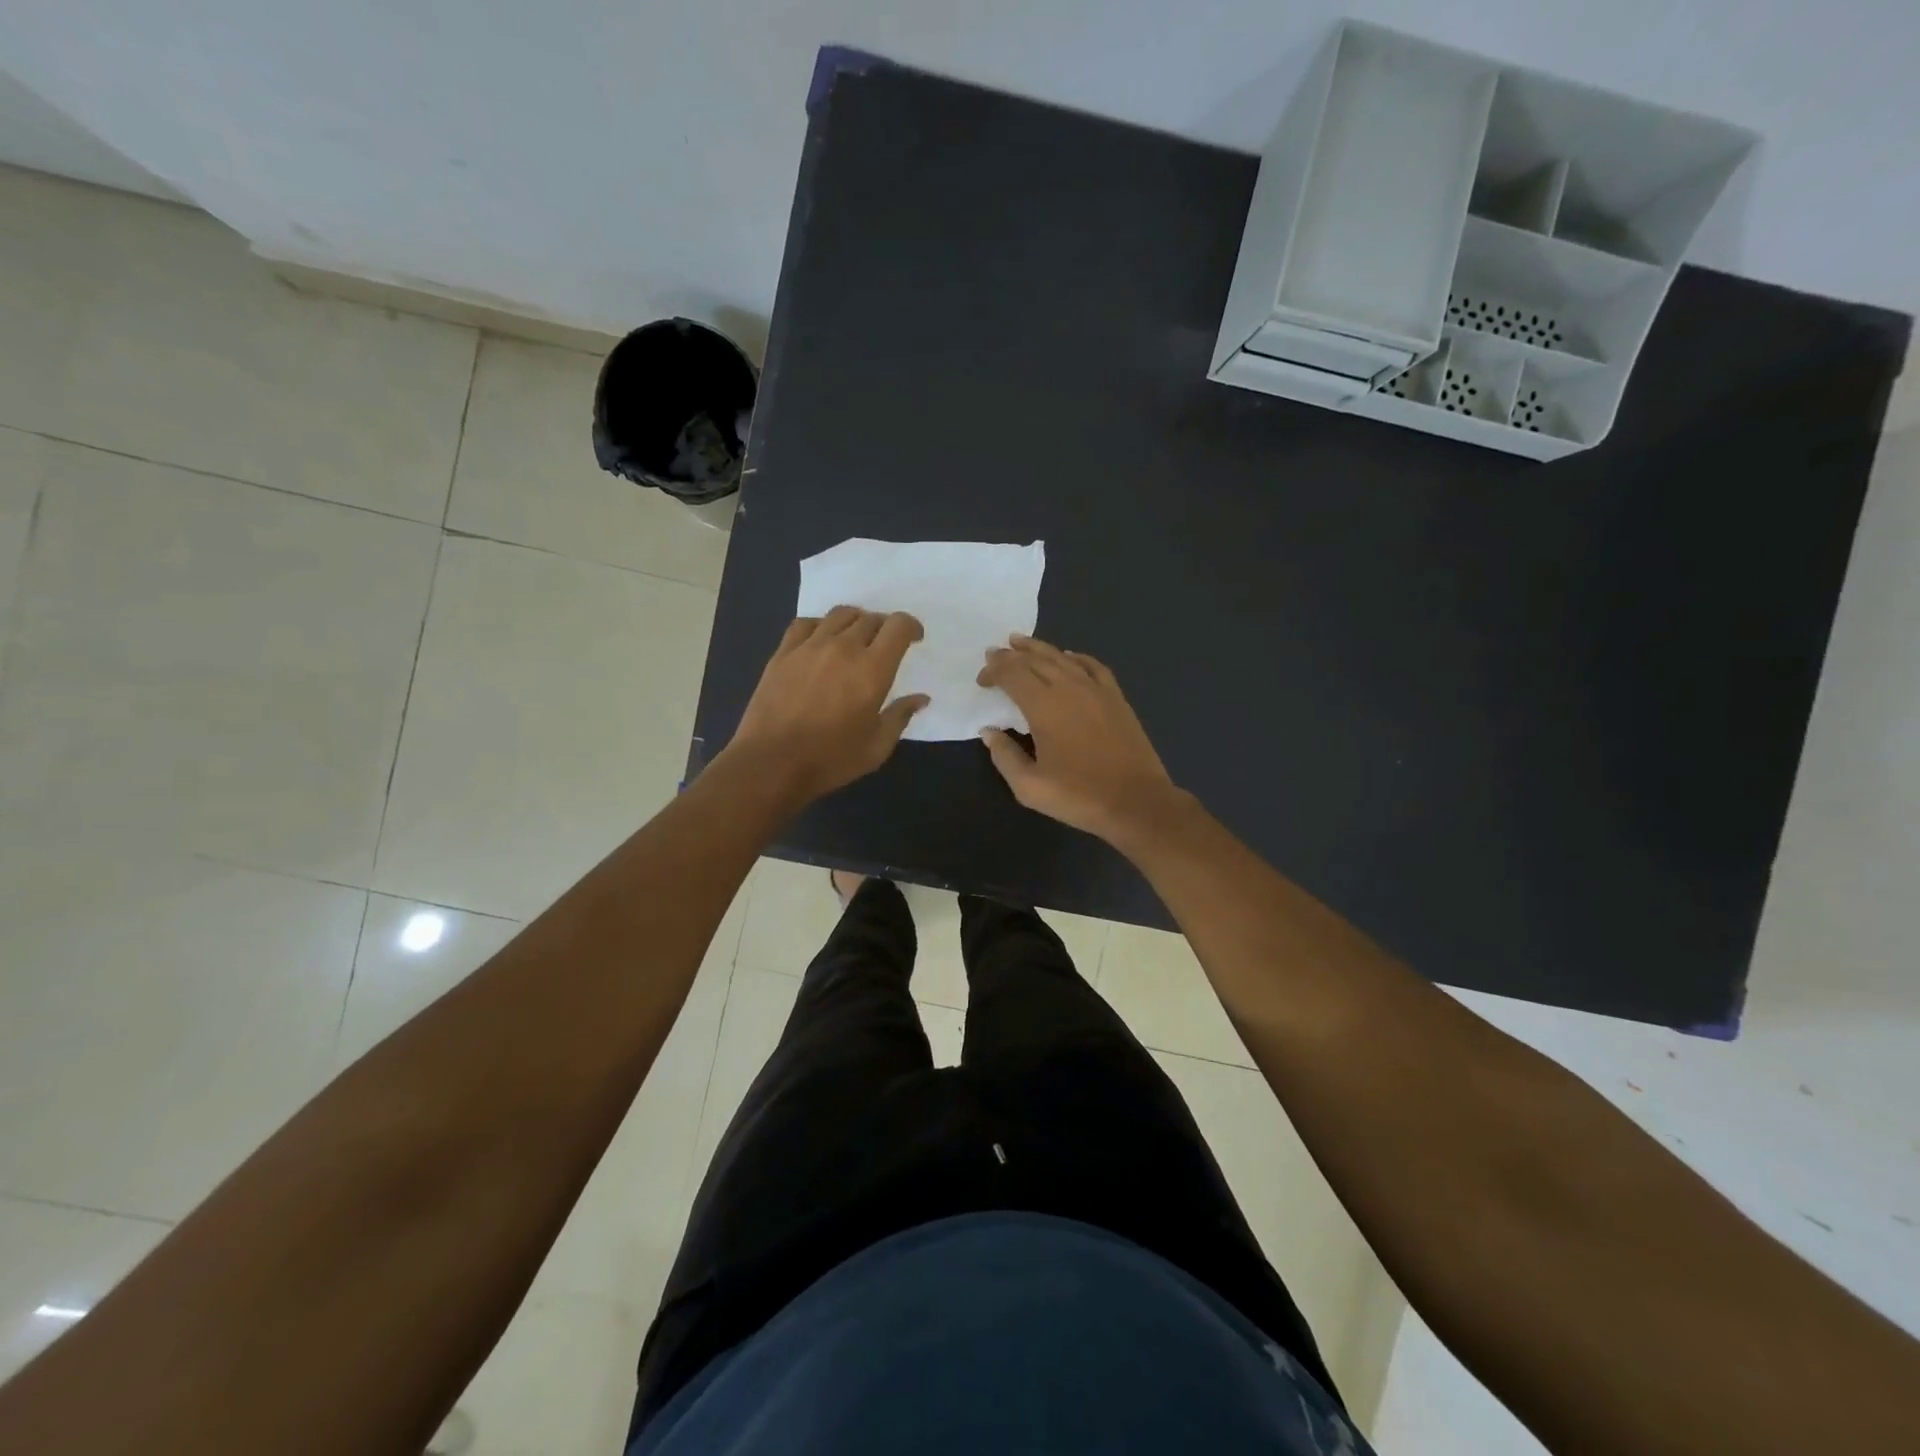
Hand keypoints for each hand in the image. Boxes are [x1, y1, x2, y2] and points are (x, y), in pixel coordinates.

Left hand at [725, 606, 928, 801]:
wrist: (771, 763)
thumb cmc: (830, 759)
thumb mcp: (876, 747)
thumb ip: (900, 717)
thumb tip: (920, 698)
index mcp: (872, 669)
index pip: (898, 626)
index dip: (911, 626)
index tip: (914, 639)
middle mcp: (843, 648)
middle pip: (871, 619)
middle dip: (884, 628)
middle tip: (885, 647)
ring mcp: (810, 647)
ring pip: (840, 615)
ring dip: (855, 622)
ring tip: (856, 639)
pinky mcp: (784, 653)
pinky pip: (806, 623)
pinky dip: (821, 626)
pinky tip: (821, 641)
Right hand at [976, 635, 1184, 842]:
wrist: (1136, 801)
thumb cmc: (1079, 796)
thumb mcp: (1029, 786)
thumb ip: (1005, 756)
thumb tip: (990, 731)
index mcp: (1044, 707)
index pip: (1013, 675)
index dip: (994, 671)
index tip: (981, 680)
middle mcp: (1069, 688)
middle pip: (1035, 660)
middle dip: (1011, 655)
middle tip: (994, 652)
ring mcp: (1096, 690)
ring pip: (1062, 658)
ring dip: (1038, 649)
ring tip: (1020, 642)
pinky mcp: (1116, 698)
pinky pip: (1092, 666)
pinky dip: (1075, 657)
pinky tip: (1068, 657)